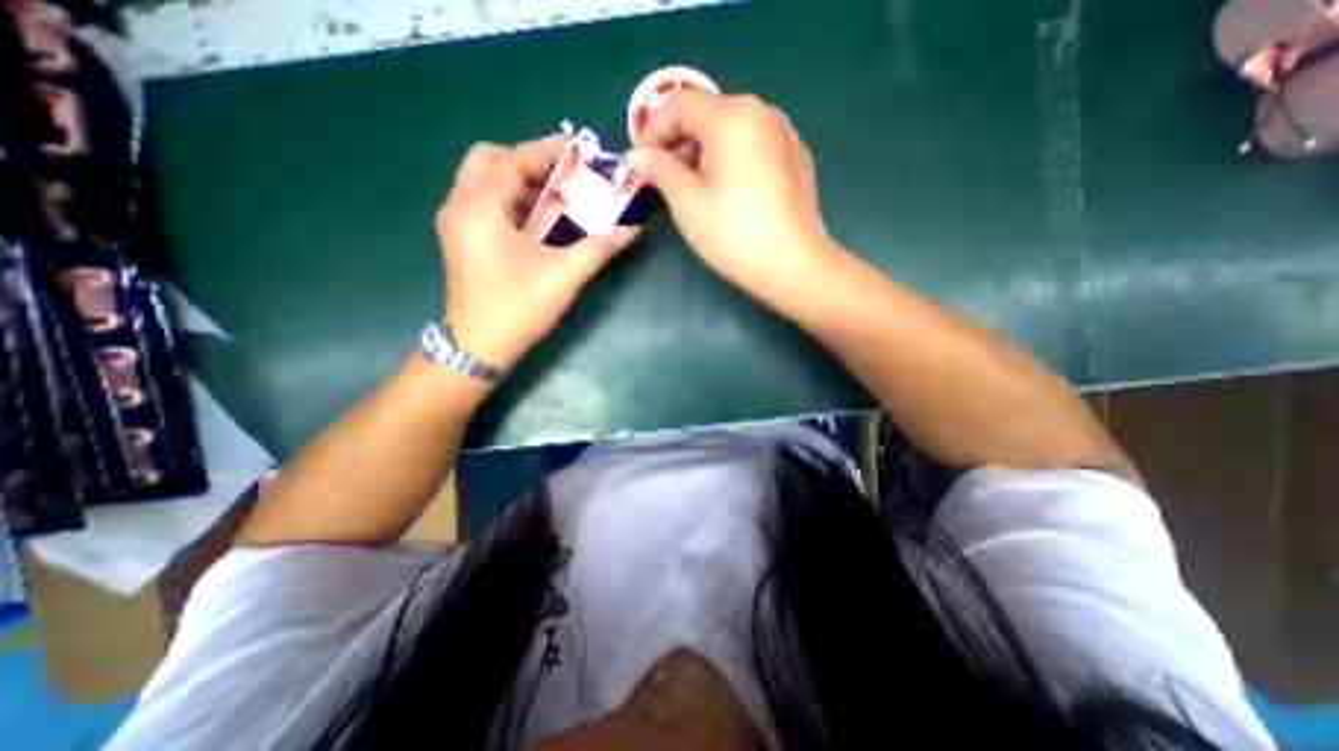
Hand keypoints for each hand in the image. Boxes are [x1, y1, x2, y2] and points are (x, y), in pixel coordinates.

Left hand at [433, 133, 634, 372]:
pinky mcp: (462, 239)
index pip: (515, 160)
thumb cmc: (518, 309)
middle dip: (529, 161)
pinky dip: (512, 199)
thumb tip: (634, 226)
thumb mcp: (564, 275)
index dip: (550, 149)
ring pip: (485, 181)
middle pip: (490, 160)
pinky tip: (537, 218)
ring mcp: (456, 223)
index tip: (581, 147)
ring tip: (556, 194)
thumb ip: (601, 246)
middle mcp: (459, 205)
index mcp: (480, 207)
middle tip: (563, 175)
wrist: (479, 348)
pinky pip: (485, 202)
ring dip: (520, 180)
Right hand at [625, 90, 833, 300]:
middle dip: (681, 142)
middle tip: (668, 180)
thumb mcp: (688, 203)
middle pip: (708, 113)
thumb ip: (660, 171)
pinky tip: (731, 191)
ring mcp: (785, 132)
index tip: (643, 164)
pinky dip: (733, 157)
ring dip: (706, 150)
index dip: (653, 131)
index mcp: (732, 116)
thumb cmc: (734, 235)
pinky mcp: (797, 155)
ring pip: (732, 128)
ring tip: (698, 188)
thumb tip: (636, 156)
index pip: (679, 104)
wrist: (793, 265)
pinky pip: (755, 144)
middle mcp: (762, 111)